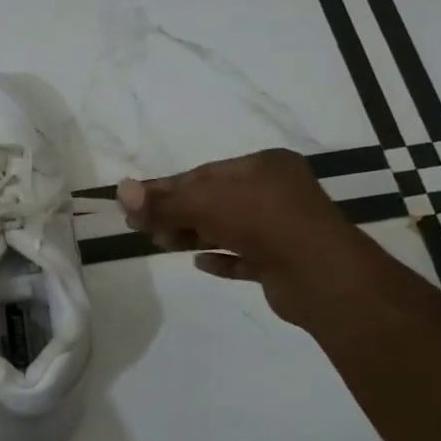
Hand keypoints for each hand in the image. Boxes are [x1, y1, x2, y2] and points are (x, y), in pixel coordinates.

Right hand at [117, 149, 383, 327]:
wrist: (321, 274)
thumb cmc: (262, 222)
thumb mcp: (204, 204)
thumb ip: (163, 202)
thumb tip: (120, 190)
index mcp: (263, 166)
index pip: (203, 174)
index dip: (165, 188)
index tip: (134, 203)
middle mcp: (276, 192)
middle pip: (213, 200)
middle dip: (176, 213)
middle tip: (141, 227)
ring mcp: (282, 228)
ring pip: (227, 228)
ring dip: (193, 235)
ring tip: (161, 244)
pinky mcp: (283, 262)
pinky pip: (245, 258)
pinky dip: (221, 259)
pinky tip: (200, 264)